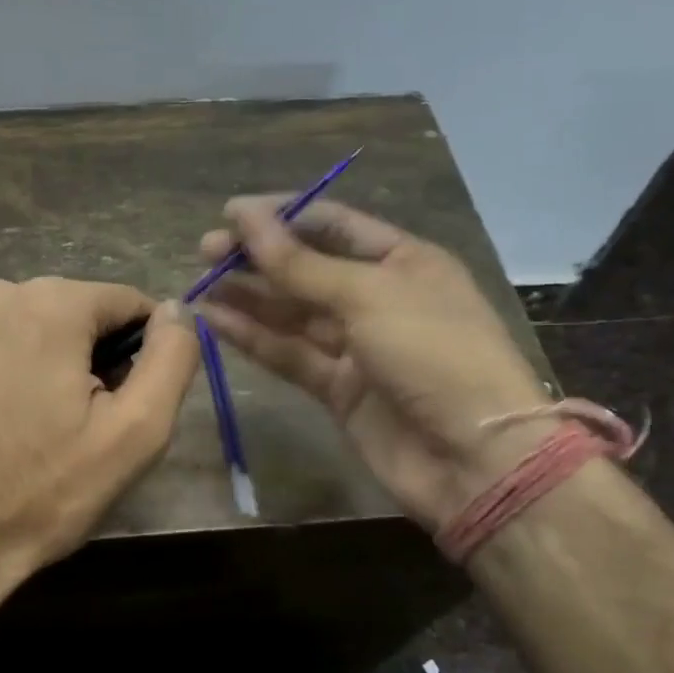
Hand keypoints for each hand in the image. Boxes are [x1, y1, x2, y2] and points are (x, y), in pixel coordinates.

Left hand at [0, 277, 198, 632]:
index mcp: (48, 302)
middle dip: (99, 360)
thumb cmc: (44, 491)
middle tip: (91, 429)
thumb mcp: (135, 431)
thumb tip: (177, 310)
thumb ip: (172, 358)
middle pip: (83, 314)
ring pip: (43, 330)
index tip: (128, 408)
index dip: (145, 354)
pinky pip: (5, 347)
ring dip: (61, 368)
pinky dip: (21, 374)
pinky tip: (12, 426)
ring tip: (49, 432)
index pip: (129, 303)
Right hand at [196, 198, 550, 527]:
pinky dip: (254, 338)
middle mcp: (379, 298)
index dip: (284, 216)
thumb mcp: (368, 296)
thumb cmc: (433, 353)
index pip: (335, 224)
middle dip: (259, 257)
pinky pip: (290, 355)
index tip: (232, 214)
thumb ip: (301, 264)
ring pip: (293, 314)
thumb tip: (246, 216)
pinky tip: (215, 321)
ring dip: (249, 297)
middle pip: (308, 269)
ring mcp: (358, 347)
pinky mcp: (338, 390)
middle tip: (207, 251)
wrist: (473, 458)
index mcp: (403, 261)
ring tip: (200, 283)